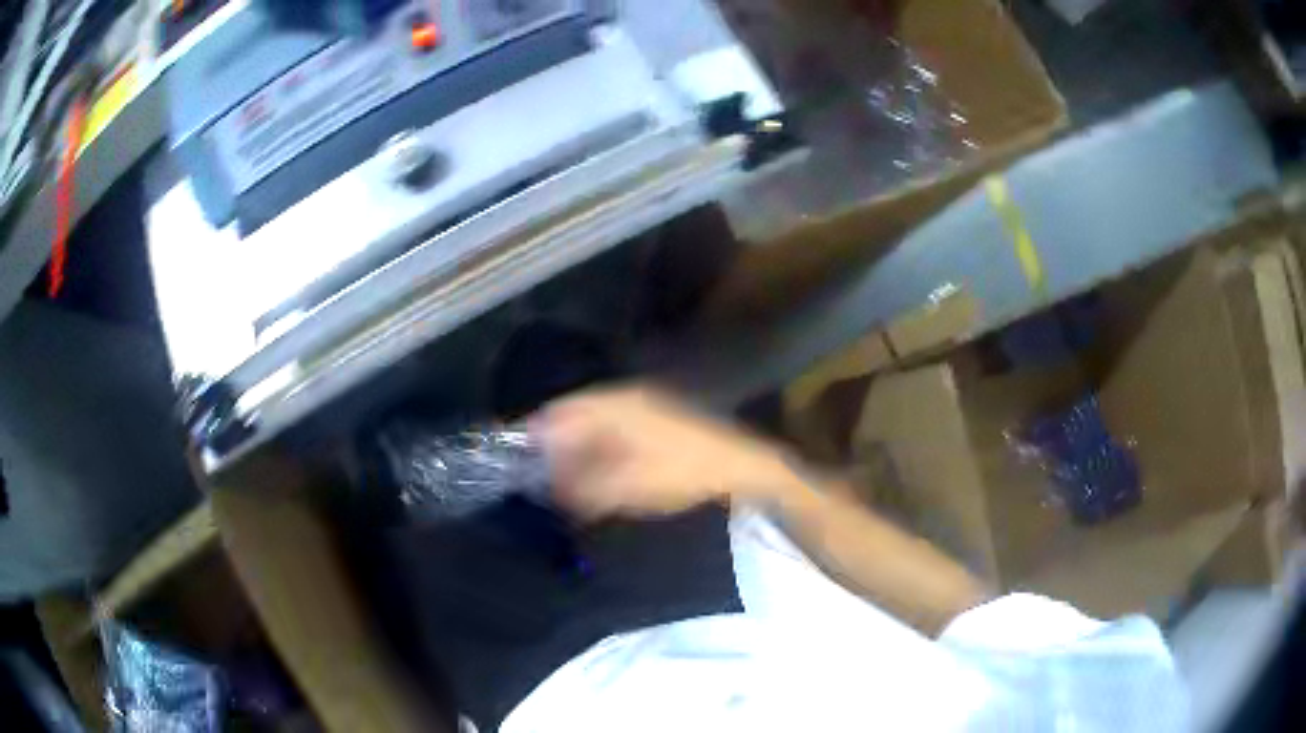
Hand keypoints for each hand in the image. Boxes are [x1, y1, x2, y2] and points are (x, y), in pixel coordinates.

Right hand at [532, 386, 798, 522]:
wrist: (740, 465)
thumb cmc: (682, 473)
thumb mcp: (629, 487)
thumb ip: (585, 488)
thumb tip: (552, 490)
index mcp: (614, 406)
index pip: (559, 412)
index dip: (533, 433)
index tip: (515, 455)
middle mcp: (624, 398)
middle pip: (574, 416)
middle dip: (553, 444)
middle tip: (538, 474)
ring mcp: (643, 406)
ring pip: (594, 424)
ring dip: (576, 448)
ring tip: (563, 478)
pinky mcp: (656, 420)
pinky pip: (613, 431)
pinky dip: (598, 449)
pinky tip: (597, 473)